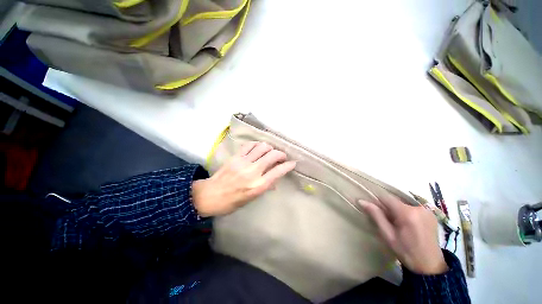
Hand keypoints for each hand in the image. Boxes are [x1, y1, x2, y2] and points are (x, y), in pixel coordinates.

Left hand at [192, 142, 295, 216]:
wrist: (211, 195)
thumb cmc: (231, 202)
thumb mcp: (251, 199)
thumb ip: (263, 188)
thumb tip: (274, 181)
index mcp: (258, 186)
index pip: (278, 171)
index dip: (288, 165)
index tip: (292, 163)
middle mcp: (253, 172)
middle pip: (272, 155)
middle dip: (281, 154)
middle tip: (282, 157)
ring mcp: (243, 162)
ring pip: (262, 147)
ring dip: (269, 148)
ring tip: (270, 152)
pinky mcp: (235, 157)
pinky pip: (249, 145)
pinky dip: (256, 145)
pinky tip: (258, 148)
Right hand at [359, 195, 447, 274]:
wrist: (428, 261)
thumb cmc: (405, 252)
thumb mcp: (389, 238)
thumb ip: (378, 218)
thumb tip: (363, 202)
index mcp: (406, 213)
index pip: (388, 198)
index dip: (379, 202)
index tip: (373, 210)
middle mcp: (417, 206)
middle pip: (398, 203)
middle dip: (391, 211)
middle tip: (389, 227)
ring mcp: (426, 208)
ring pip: (407, 206)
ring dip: (402, 214)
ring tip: (402, 230)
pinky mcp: (432, 212)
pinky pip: (417, 210)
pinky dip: (411, 216)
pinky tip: (413, 229)